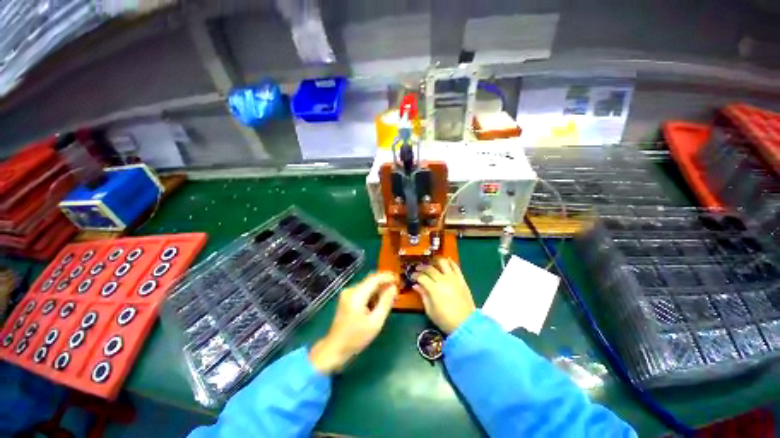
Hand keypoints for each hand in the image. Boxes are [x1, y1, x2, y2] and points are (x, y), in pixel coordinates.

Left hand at [309, 272, 397, 373]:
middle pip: (371, 281)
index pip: (375, 278)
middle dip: (384, 285)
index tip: (399, 280)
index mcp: (357, 295)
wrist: (334, 349)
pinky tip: (377, 305)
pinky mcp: (347, 298)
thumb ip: (385, 302)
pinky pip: (363, 291)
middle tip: (396, 293)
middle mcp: (351, 290)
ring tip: (389, 301)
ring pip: (368, 286)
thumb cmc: (356, 338)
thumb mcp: (375, 322)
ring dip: (379, 291)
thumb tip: (393, 287)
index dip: (388, 277)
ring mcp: (347, 293)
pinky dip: (372, 295)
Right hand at [413, 258, 475, 333]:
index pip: (421, 277)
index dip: (415, 275)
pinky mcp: (461, 279)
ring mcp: (453, 278)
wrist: (466, 324)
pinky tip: (446, 261)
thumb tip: (416, 286)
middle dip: (422, 267)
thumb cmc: (445, 320)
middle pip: (430, 268)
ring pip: (442, 263)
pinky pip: (455, 266)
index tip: (412, 276)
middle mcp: (443, 280)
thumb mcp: (430, 310)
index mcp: (434, 289)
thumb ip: (423, 295)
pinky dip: (450, 262)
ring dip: (435, 261)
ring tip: (431, 264)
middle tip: (418, 269)